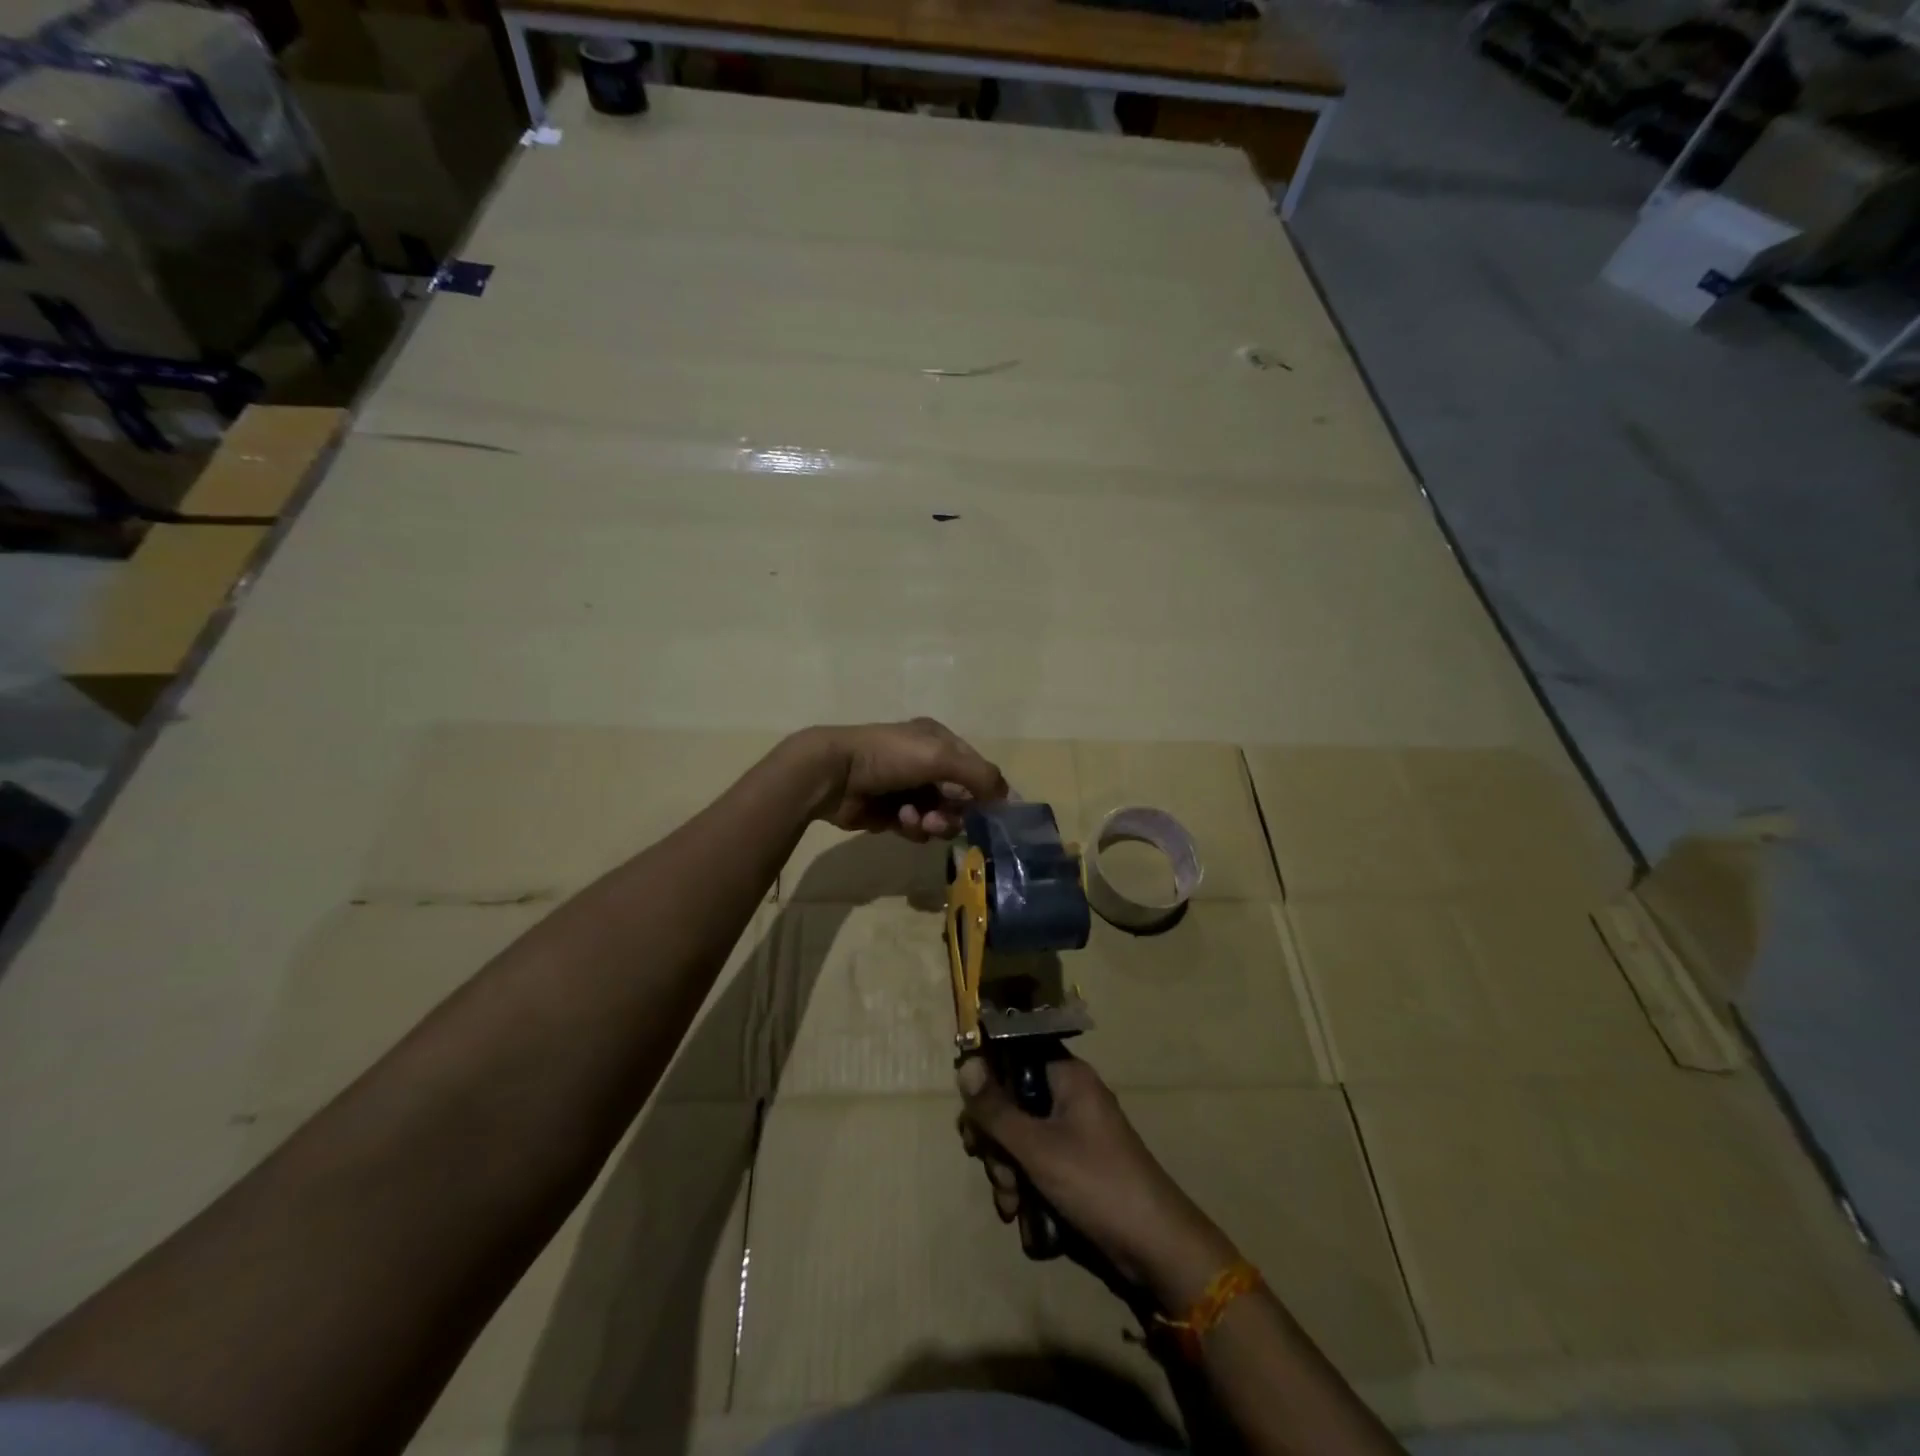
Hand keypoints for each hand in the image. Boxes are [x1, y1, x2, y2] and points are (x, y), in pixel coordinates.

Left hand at [796, 719, 1007, 840]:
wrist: (833, 773)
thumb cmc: (890, 756)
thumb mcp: (941, 757)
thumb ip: (980, 776)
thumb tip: (1008, 797)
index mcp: (937, 740)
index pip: (975, 768)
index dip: (985, 791)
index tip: (993, 815)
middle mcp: (924, 762)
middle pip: (958, 798)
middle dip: (954, 812)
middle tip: (940, 820)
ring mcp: (905, 788)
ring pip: (938, 816)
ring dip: (932, 822)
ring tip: (915, 820)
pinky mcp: (888, 813)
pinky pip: (914, 828)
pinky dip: (910, 827)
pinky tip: (898, 821)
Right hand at [958, 1055, 1236, 1307]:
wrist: (1154, 1246)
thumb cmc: (1096, 1183)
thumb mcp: (1037, 1147)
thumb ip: (996, 1109)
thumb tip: (964, 1064)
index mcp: (1067, 1076)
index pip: (1014, 1056)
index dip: (987, 1080)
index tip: (971, 1113)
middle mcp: (1069, 1096)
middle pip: (1011, 1100)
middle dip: (995, 1139)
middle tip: (993, 1166)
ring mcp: (1072, 1131)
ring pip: (1019, 1135)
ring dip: (1006, 1168)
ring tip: (1010, 1201)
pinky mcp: (1073, 1164)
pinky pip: (1035, 1160)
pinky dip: (1023, 1182)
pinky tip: (1018, 1212)